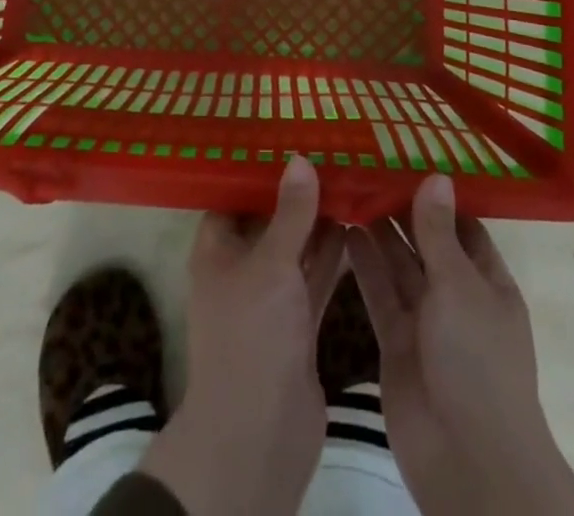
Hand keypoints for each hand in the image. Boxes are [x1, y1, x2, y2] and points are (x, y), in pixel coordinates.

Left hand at [138, 156, 346, 515]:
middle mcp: (241, 268)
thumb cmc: (251, 336)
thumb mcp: (271, 264)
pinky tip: (356, 224)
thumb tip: (300, 158)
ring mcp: (270, 298)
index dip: (259, 168)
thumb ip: (290, 213)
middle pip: (269, 219)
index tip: (291, 136)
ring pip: (295, 248)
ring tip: (351, 178)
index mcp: (217, 249)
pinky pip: (313, 277)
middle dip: (297, 192)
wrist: (258, 437)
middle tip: (332, 152)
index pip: (234, 195)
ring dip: (318, 222)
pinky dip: (330, 255)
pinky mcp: (296, 324)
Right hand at [348, 175, 573, 515]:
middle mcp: (457, 296)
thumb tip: (436, 176)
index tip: (408, 158)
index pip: (463, 226)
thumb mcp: (460, 286)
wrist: (466, 460)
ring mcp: (426, 321)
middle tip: (367, 166)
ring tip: (350, 189)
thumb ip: (439, 233)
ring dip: (379, 232)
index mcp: (488, 281)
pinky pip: (380, 294)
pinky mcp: (396, 343)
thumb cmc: (476, 360)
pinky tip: (345, 231)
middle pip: (427, 243)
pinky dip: (365, 265)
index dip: (438, 196)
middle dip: (402, 210)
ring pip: (399, 266)